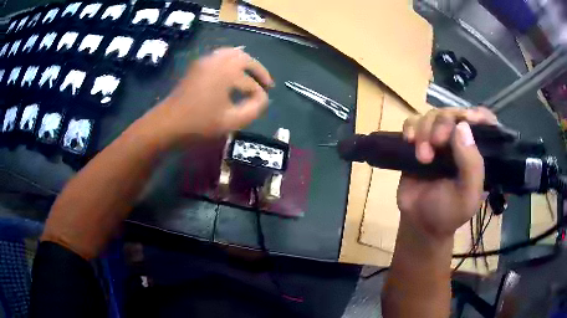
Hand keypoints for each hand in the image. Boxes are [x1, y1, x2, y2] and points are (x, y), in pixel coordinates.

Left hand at [142, 47, 273, 144]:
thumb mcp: (231, 121)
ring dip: (245, 63)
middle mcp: (217, 60)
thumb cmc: (199, 124)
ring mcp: (205, 61)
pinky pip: (220, 56)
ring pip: (232, 54)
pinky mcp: (197, 65)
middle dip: (258, 70)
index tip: (262, 105)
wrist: (167, 123)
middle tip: (267, 83)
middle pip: (244, 58)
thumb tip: (263, 99)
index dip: (259, 95)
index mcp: (227, 72)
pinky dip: (231, 62)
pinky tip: (233, 74)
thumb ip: (254, 109)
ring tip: (252, 77)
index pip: (250, 83)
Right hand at [397, 107, 497, 239]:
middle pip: (453, 114)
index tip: (469, 119)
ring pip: (432, 115)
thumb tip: (462, 126)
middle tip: (436, 142)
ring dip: (425, 130)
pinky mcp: (419, 142)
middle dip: (444, 124)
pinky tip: (408, 140)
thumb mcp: (467, 196)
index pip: (484, 122)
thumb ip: (472, 165)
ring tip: (422, 157)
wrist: (420, 223)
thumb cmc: (448, 213)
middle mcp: (459, 141)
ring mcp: (438, 140)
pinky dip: (410, 127)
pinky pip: (413, 122)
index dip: (478, 115)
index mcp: (476, 152)